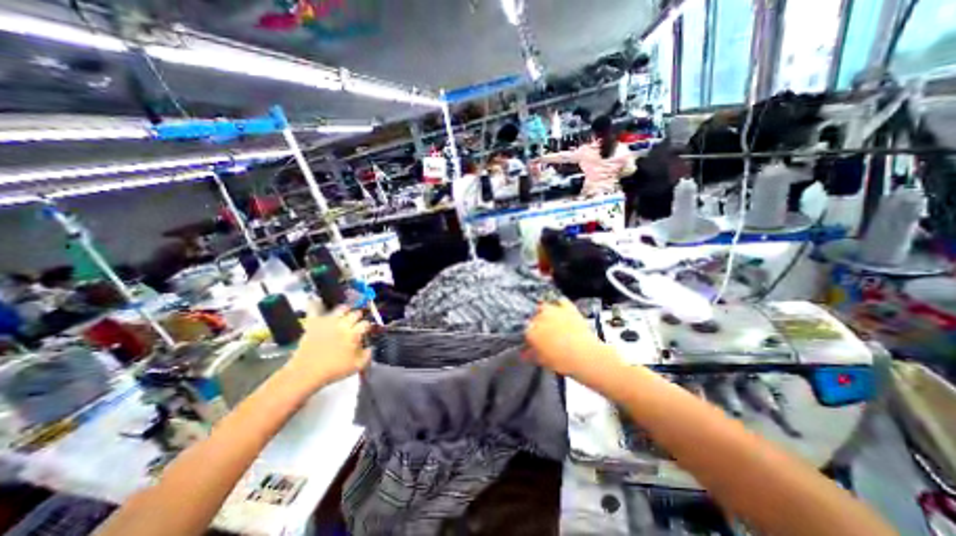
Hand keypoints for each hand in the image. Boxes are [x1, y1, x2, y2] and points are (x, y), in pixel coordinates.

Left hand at [279, 306, 371, 392]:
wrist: (307, 372)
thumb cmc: (334, 370)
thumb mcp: (357, 366)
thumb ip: (367, 355)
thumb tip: (370, 348)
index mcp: (354, 334)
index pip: (365, 324)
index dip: (367, 326)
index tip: (367, 329)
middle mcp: (343, 324)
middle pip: (355, 314)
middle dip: (358, 316)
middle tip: (358, 319)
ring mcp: (328, 322)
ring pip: (340, 309)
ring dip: (344, 309)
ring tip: (345, 310)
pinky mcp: (314, 324)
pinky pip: (314, 310)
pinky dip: (315, 304)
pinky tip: (315, 300)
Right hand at [527, 301, 599, 375]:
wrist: (586, 355)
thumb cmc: (563, 361)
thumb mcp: (543, 361)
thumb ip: (531, 354)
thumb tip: (524, 353)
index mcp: (531, 330)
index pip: (524, 329)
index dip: (527, 335)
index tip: (530, 341)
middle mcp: (540, 317)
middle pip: (533, 316)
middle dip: (535, 323)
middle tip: (541, 332)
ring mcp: (554, 310)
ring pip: (544, 306)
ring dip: (544, 311)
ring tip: (548, 318)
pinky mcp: (569, 307)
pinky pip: (561, 301)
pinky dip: (559, 304)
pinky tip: (560, 308)